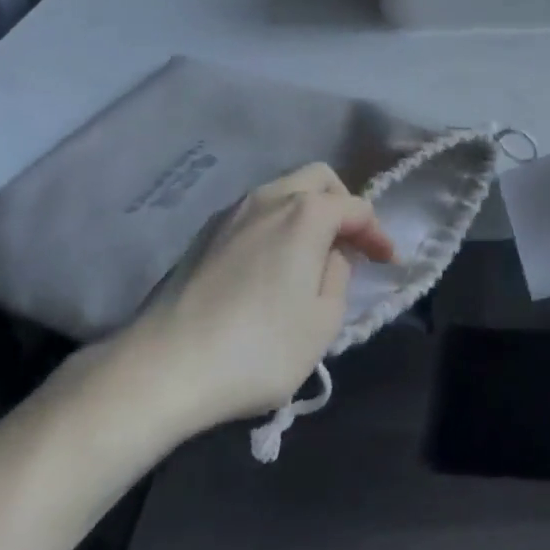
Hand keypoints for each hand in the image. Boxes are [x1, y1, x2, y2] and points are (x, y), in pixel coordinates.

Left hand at [102, 163, 393, 441]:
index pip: (356, 208)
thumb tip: (328, 257)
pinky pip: (254, 213)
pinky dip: (275, 225)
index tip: (388, 261)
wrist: (161, 369)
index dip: (377, 233)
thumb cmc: (257, 348)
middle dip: (342, 205)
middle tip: (348, 244)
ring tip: (310, 255)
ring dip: (306, 213)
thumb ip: (338, 277)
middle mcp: (269, 198)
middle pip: (319, 179)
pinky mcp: (203, 234)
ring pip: (283, 191)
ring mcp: (231, 212)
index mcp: (306, 213)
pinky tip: (270, 265)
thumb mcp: (322, 322)